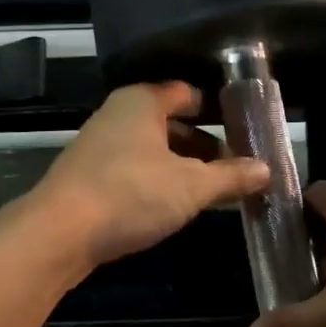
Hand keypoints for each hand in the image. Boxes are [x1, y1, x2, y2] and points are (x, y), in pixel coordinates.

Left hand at [25, 83, 269, 272]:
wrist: (59, 233)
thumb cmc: (130, 194)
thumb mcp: (191, 186)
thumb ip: (231, 177)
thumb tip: (267, 169)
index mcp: (141, 101)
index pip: (187, 93)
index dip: (218, 110)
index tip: (245, 130)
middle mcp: (118, 115)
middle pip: (171, 123)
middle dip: (204, 145)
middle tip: (237, 167)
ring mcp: (100, 146)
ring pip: (153, 149)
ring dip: (183, 167)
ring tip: (215, 190)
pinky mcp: (89, 176)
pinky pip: (135, 170)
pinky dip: (158, 181)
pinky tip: (176, 205)